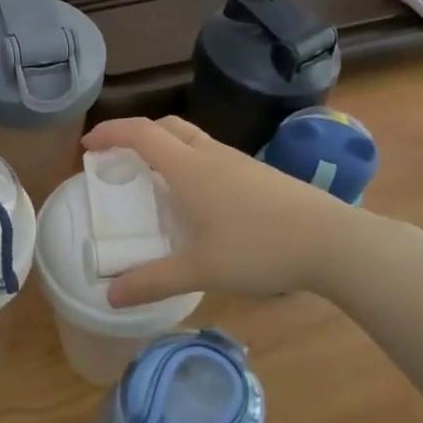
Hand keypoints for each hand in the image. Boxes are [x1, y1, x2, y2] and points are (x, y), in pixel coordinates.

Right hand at [80, 115, 372, 305]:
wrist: (334, 242)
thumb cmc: (261, 248)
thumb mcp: (201, 269)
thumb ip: (153, 281)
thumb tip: (110, 296)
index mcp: (189, 168)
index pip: (140, 134)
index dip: (110, 133)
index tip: (88, 146)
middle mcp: (211, 155)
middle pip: (166, 127)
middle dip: (136, 135)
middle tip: (118, 160)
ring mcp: (239, 162)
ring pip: (192, 140)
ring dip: (165, 148)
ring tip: (153, 180)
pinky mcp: (259, 174)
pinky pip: (212, 155)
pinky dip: (189, 162)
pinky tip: (197, 199)